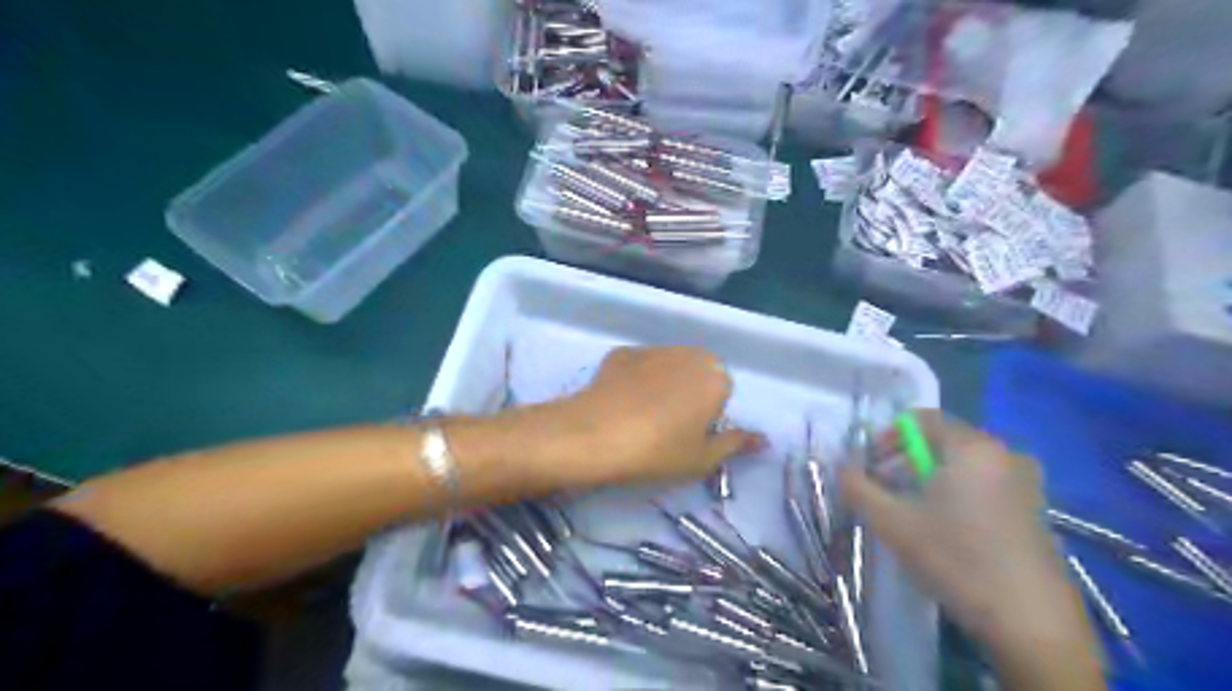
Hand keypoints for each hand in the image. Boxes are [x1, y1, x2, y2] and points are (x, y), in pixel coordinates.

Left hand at [530, 347, 762, 486]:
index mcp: (716, 377)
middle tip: (667, 427)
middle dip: (689, 394)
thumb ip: (736, 444)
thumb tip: (763, 439)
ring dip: (663, 384)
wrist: (594, 434)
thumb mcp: (703, 458)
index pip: (722, 394)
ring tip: (641, 415)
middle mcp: (689, 353)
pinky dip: (635, 380)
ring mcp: (653, 348)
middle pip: (697, 374)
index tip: (688, 437)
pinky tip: (620, 403)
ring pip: (668, 367)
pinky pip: (639, 367)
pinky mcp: (622, 351)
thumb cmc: (658, 451)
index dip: (707, 417)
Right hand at [843, 414, 1092, 661]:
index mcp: (972, 447)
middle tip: (883, 492)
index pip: (920, 418)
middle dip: (904, 460)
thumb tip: (841, 467)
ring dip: (928, 478)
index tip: (869, 467)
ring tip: (910, 513)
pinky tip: (946, 529)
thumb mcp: (892, 522)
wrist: (1033, 623)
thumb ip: (857, 487)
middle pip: (941, 440)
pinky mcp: (1035, 508)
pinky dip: (956, 493)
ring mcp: (1025, 481)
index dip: (886, 437)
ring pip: (961, 464)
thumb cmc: (956, 560)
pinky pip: (983, 483)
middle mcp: (1004, 453)